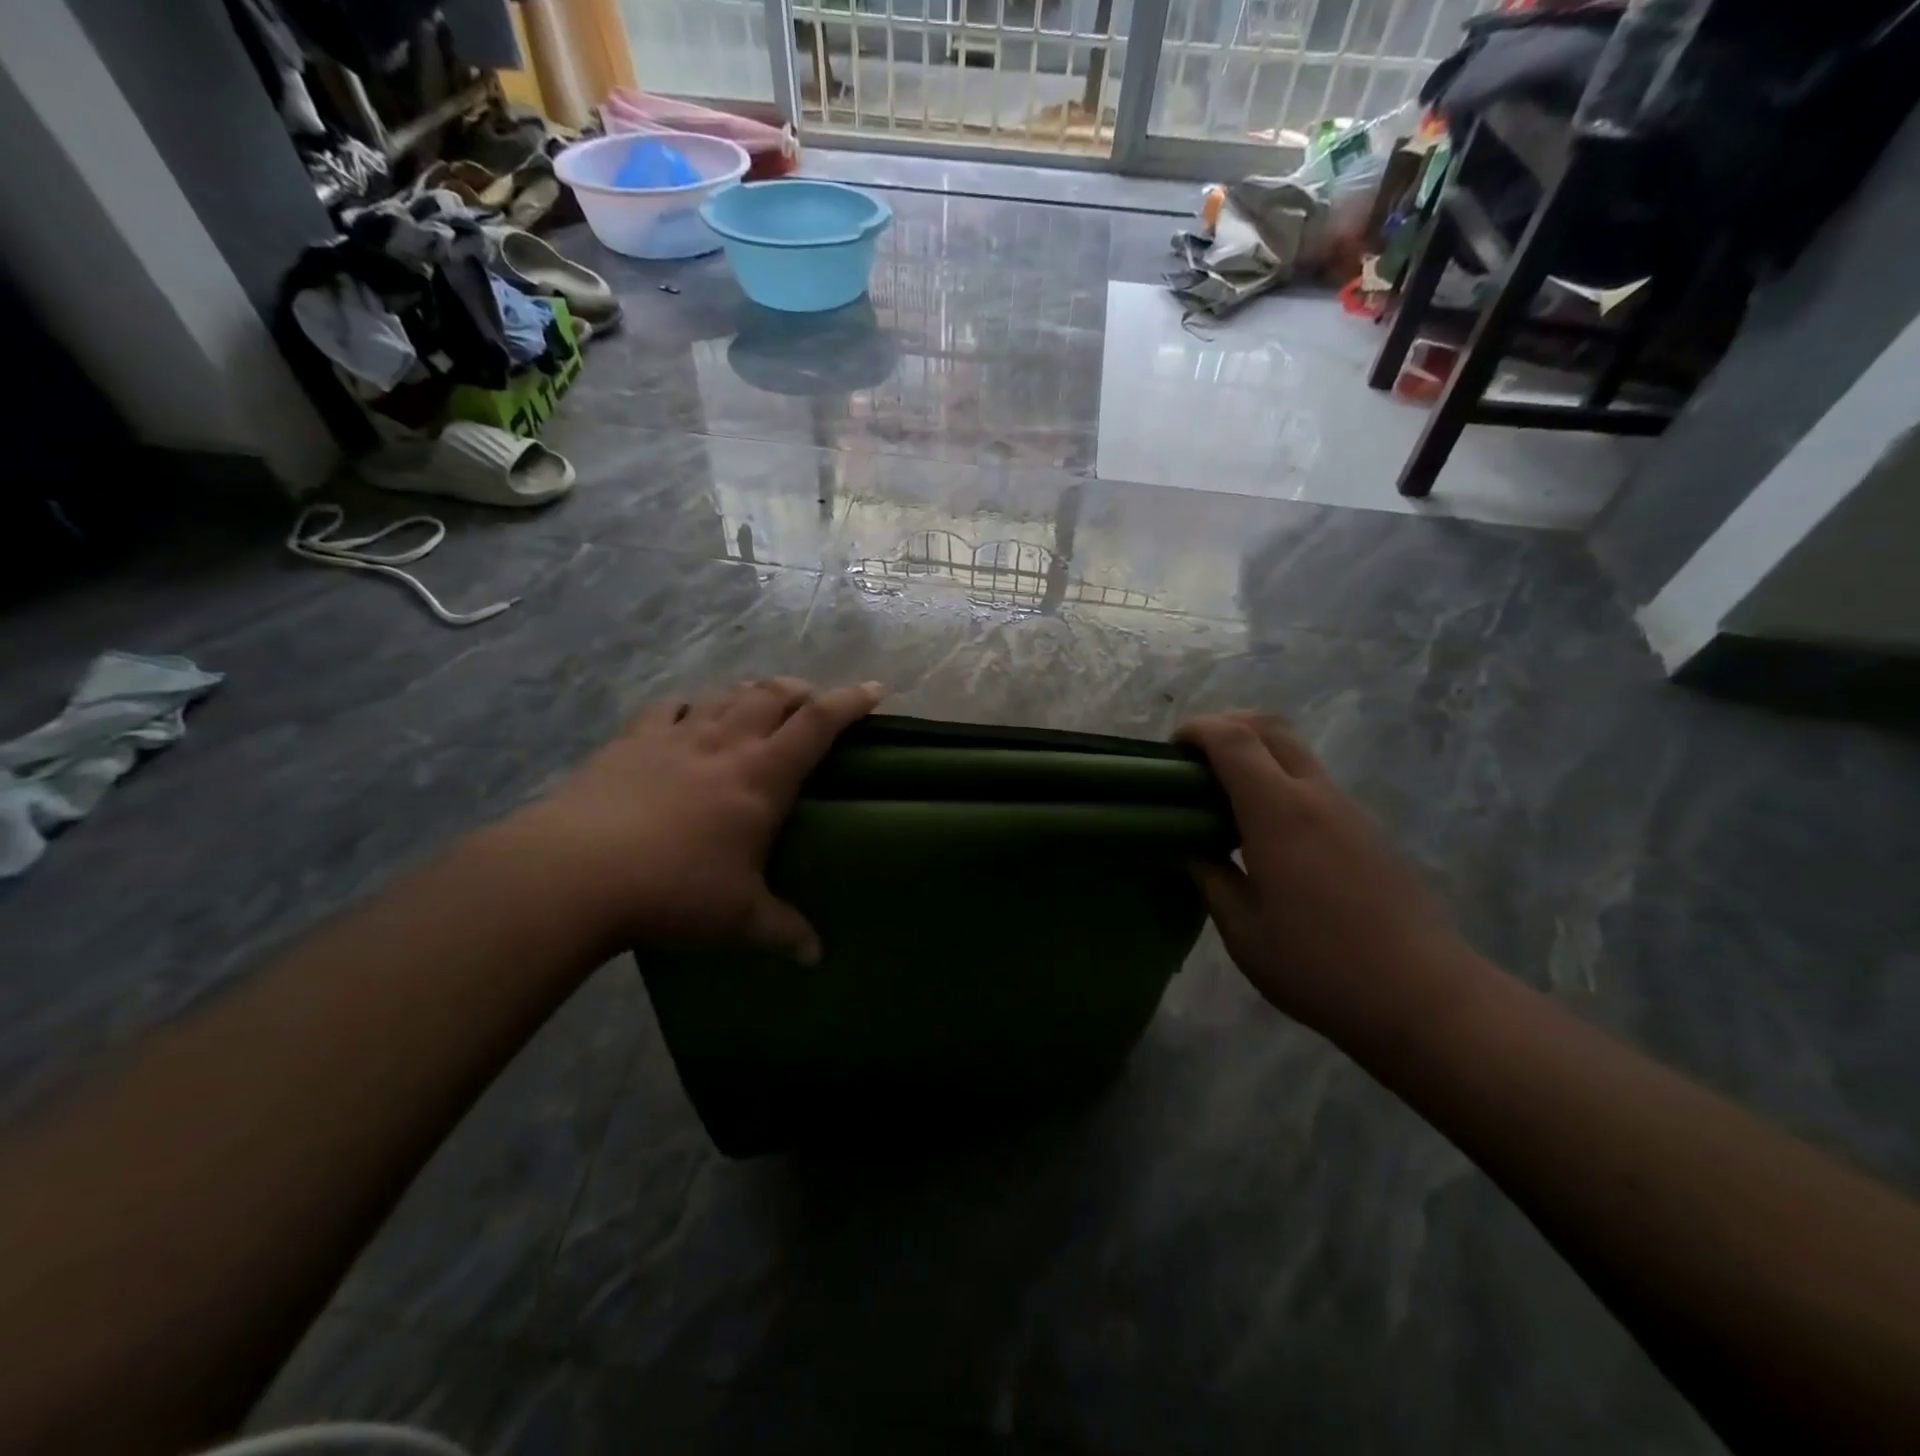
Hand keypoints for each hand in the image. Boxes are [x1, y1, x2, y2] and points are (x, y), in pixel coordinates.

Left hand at [511, 678, 883, 959]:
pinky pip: (669, 708)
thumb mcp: (739, 920)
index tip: (876, 691)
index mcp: (763, 776)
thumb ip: (783, 932)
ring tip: (759, 705)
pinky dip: (690, 706)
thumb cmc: (675, 891)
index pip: (819, 723)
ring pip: (725, 696)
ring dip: (750, 693)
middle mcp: (725, 744)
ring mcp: (676, 737)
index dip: (851, 702)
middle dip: (801, 691)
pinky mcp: (631, 742)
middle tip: (812, 702)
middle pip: (773, 695)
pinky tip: (689, 717)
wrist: (575, 874)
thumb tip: (815, 958)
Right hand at [1175, 712, 1478, 1045]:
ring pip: (1297, 753)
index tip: (1170, 749)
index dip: (1196, 730)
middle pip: (1271, 727)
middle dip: (1226, 726)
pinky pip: (1316, 784)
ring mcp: (1349, 811)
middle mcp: (1316, 796)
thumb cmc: (1318, 966)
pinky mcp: (1369, 831)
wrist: (1424, 998)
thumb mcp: (1243, 930)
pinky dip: (1280, 782)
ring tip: (1226, 798)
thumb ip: (1211, 878)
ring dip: (1256, 754)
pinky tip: (1268, 832)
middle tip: (1195, 760)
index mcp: (1279, 812)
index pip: (1233, 739)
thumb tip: (1192, 849)